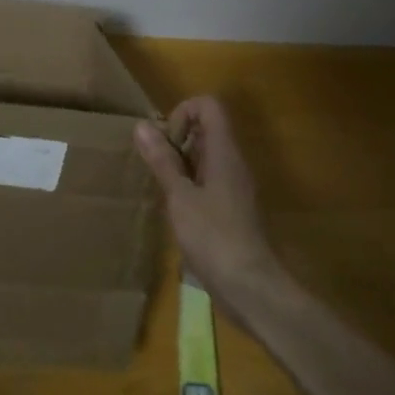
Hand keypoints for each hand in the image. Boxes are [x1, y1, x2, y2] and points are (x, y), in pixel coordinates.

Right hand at [135, 96, 290, 322]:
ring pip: (207, 156)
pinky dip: (191, 184)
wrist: (252, 288)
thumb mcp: (180, 197)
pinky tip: (176, 210)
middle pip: (207, 129)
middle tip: (157, 165)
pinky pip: (211, 180)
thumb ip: (162, 161)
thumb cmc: (214, 237)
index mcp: (224, 152)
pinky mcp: (234, 209)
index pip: (208, 106)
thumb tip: (142, 126)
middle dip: (177, 139)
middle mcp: (234, 162)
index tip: (166, 141)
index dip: (183, 112)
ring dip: (181, 163)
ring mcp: (236, 186)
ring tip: (161, 187)